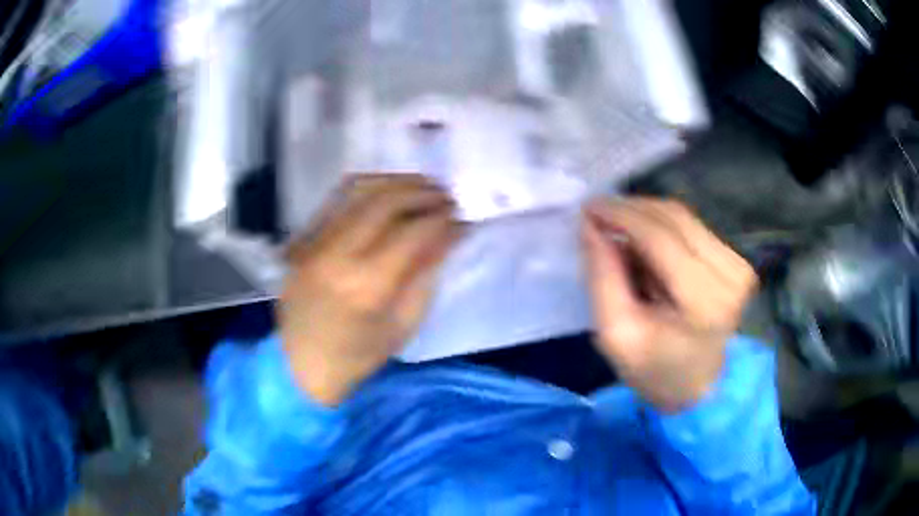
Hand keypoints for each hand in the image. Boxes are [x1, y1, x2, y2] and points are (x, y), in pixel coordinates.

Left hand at [279, 174, 463, 405]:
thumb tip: (450, 234)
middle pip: (387, 201)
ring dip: (397, 182)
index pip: (414, 232)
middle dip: (424, 193)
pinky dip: (367, 188)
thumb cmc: (358, 356)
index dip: (444, 219)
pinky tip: (386, 193)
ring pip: (360, 189)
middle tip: (446, 197)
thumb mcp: (404, 324)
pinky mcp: (301, 239)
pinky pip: (336, 198)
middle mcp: (337, 254)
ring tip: (421, 188)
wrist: (300, 365)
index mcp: (367, 285)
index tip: (462, 218)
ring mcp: (314, 242)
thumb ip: (426, 273)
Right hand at [582, 198, 757, 412]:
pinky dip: (663, 227)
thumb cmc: (654, 370)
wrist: (697, 385)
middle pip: (675, 218)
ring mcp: (739, 265)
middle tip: (598, 216)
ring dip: (646, 217)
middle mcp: (730, 275)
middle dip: (631, 210)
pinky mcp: (737, 260)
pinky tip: (646, 243)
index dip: (621, 215)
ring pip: (684, 217)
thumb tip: (591, 225)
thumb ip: (602, 277)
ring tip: (619, 233)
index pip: (661, 238)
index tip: (588, 208)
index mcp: (704, 302)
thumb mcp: (616, 334)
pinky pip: (693, 227)